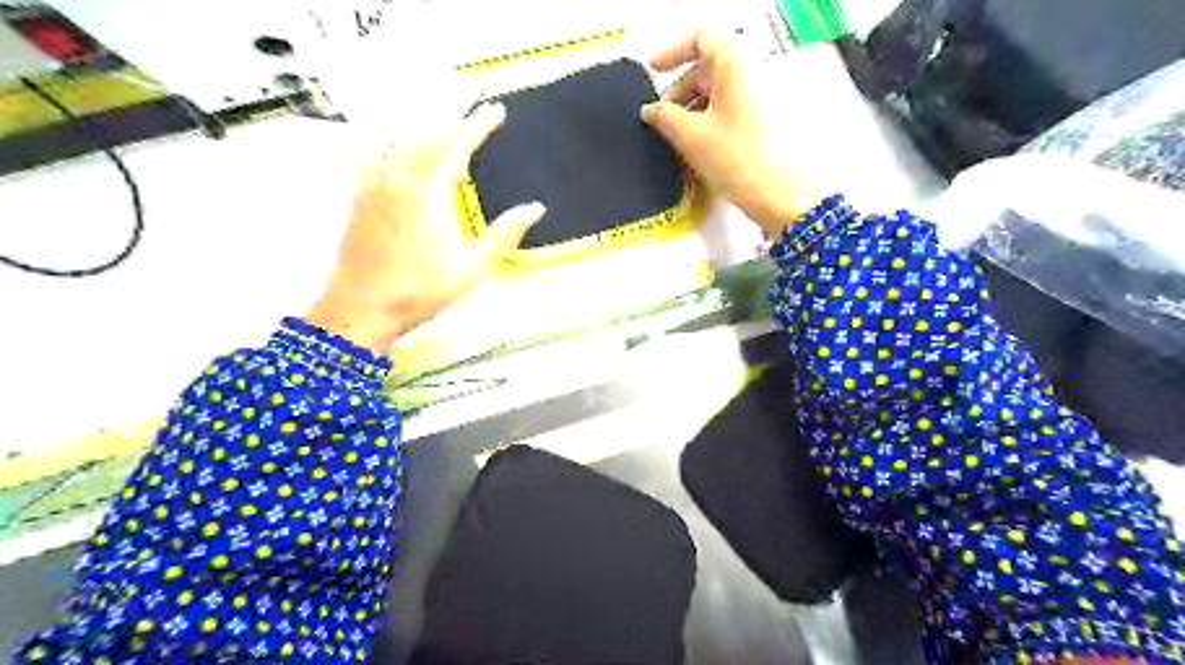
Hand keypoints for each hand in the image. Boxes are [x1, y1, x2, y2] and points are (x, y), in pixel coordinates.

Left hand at [303, 100, 544, 352]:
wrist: (361, 307)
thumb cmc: (422, 291)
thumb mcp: (473, 268)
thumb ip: (504, 234)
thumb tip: (536, 208)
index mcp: (430, 193)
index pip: (457, 145)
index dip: (478, 124)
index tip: (496, 109)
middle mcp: (400, 179)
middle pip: (428, 134)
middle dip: (453, 116)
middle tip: (473, 105)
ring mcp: (374, 184)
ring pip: (400, 139)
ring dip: (424, 124)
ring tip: (442, 116)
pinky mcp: (359, 195)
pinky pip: (372, 152)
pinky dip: (386, 137)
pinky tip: (389, 134)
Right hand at [645, 32, 867, 238]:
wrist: (779, 194)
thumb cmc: (735, 158)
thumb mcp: (690, 135)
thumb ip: (663, 116)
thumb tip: (651, 110)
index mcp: (733, 66)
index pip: (701, 38)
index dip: (673, 52)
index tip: (654, 72)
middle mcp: (749, 75)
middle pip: (706, 69)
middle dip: (679, 91)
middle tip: (661, 120)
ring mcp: (758, 100)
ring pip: (716, 94)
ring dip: (691, 111)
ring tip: (675, 141)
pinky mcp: (762, 124)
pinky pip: (727, 113)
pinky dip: (707, 124)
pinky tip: (695, 150)